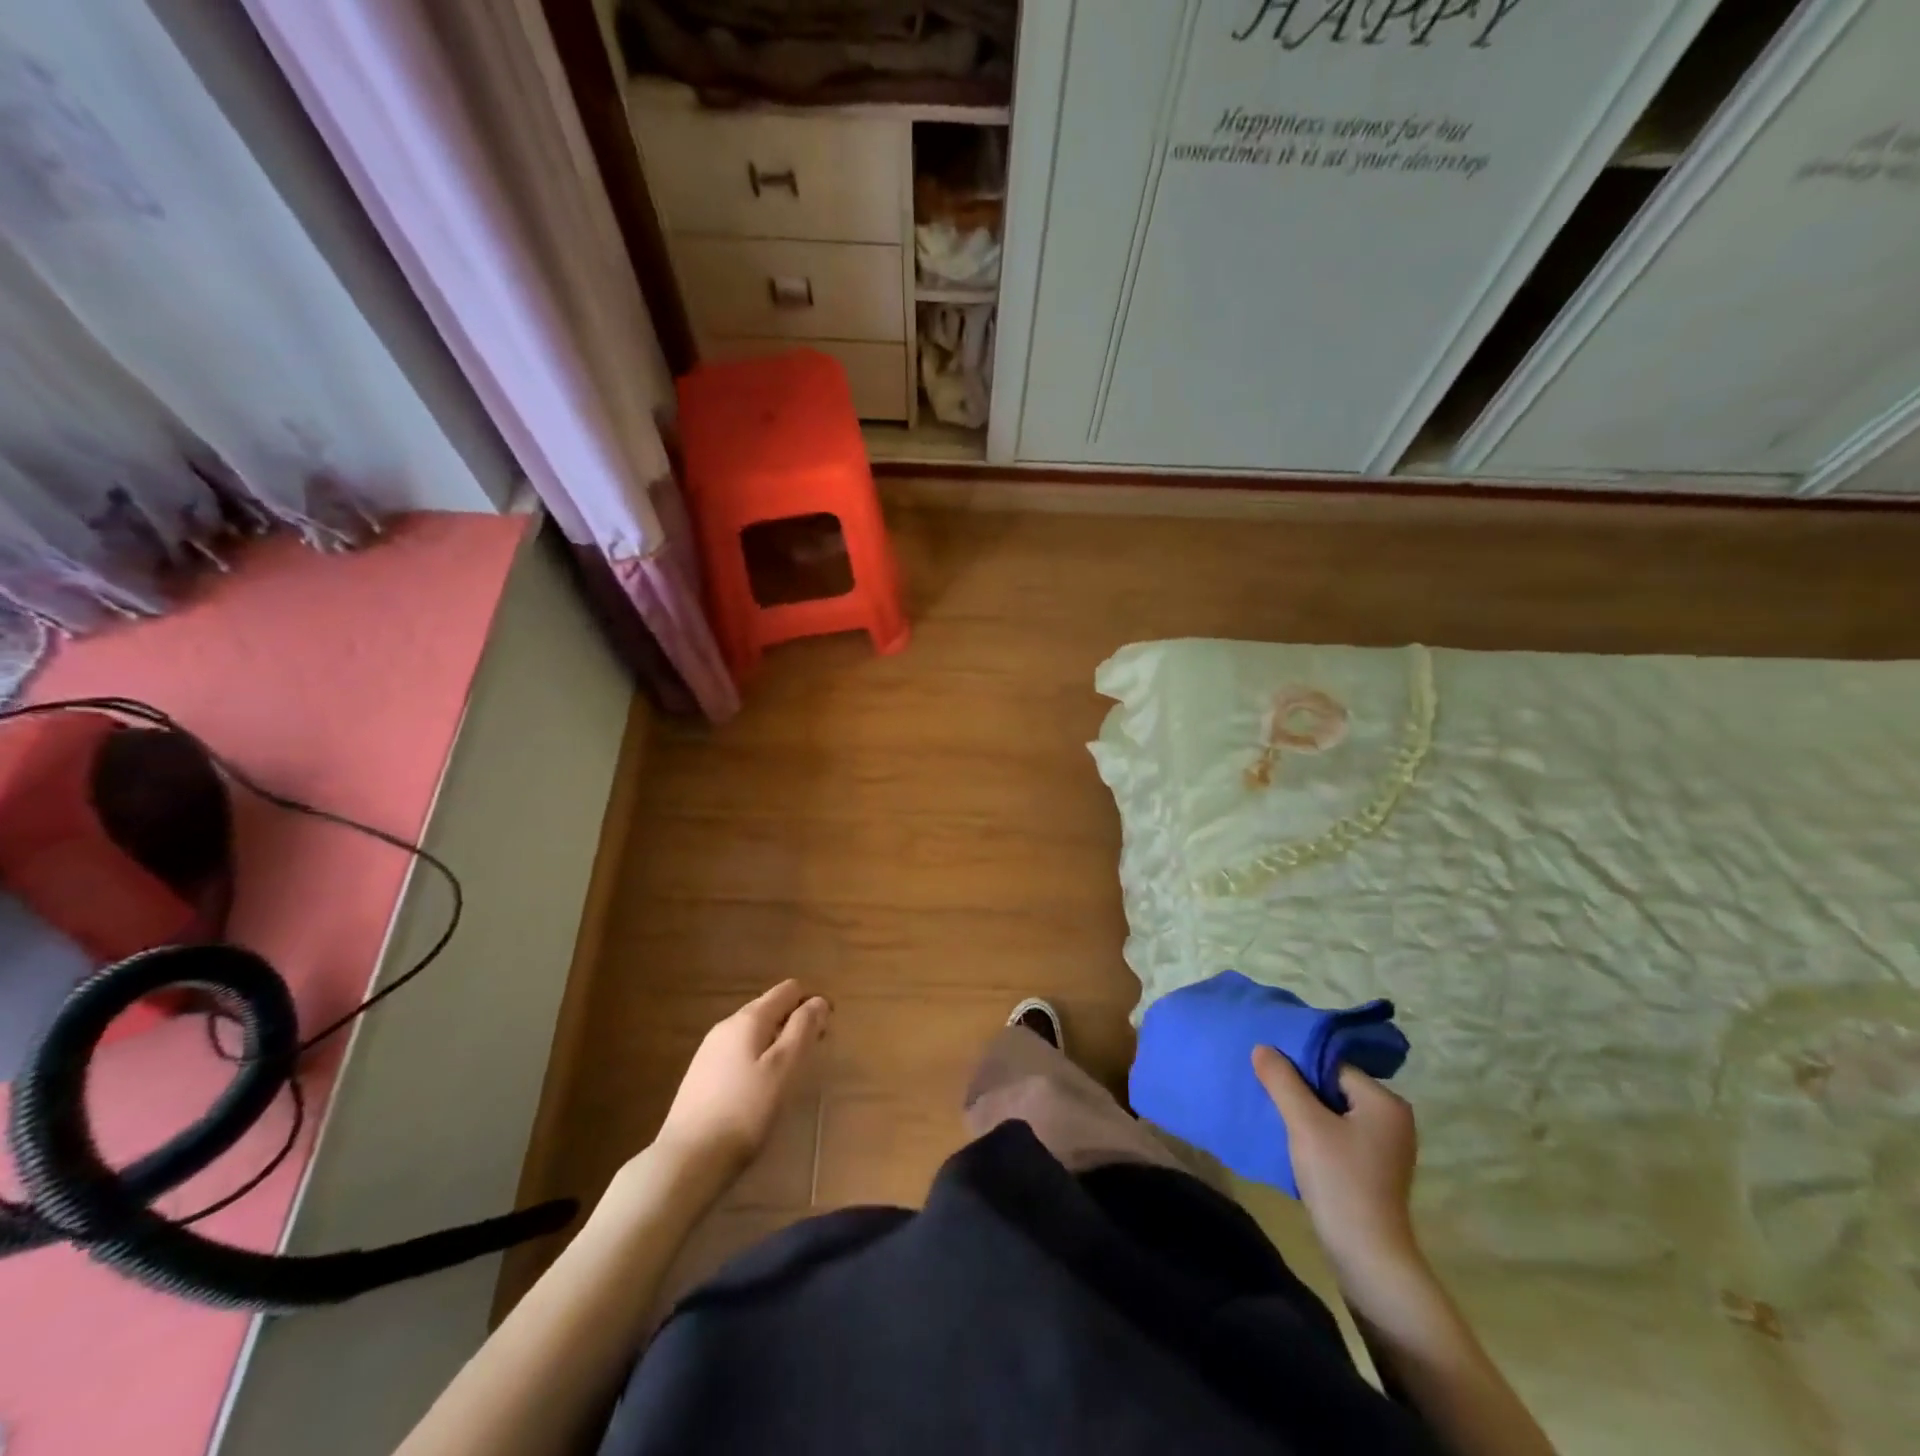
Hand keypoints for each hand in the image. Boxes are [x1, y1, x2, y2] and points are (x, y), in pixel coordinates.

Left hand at [654, 981, 830, 1180]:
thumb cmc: (745, 1110)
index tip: (827, 1030)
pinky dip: (758, 1057)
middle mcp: (727, 1025)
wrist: (687, 1159)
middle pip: (770, 1007)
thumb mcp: (784, 1068)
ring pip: (754, 1031)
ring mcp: (710, 1050)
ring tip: (789, 1072)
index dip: (812, 1003)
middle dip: (795, 1021)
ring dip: (777, 1040)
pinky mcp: (701, 1075)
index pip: (788, 990)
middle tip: (813, 1052)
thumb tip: (818, 1000)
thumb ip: (803, 1029)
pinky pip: (739, 1051)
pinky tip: (760, 1086)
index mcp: (749, 1018)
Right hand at [1252, 1047, 1420, 1279]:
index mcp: (1386, 1102)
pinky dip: (1319, 1133)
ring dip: (1307, 1113)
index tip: (1272, 1078)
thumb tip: (1262, 1047)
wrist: (1366, 1256)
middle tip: (1270, 1095)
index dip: (1300, 1069)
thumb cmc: (1339, 1181)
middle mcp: (1394, 1119)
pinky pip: (1341, 1134)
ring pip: (1335, 1111)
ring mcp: (1387, 1146)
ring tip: (1280, 1118)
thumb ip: (1282, 1080)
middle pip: (1334, 1086)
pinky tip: (1297, 1143)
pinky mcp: (1377, 1168)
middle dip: (1302, 1090)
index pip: (1333, 1066)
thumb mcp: (1304, 1124)